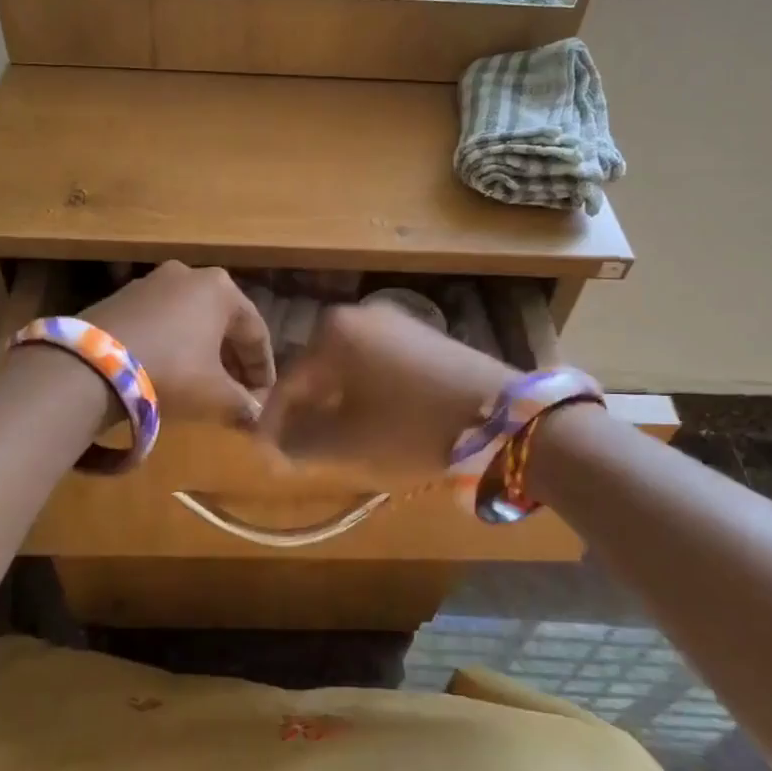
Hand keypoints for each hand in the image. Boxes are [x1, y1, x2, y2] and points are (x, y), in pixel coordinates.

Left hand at [82, 262, 275, 426]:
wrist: (90, 365)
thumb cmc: (171, 371)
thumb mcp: (214, 394)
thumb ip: (242, 405)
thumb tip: (255, 417)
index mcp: (221, 288)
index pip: (255, 332)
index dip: (263, 370)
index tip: (264, 398)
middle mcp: (189, 274)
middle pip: (223, 323)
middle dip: (233, 361)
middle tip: (238, 394)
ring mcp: (151, 281)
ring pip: (191, 321)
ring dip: (203, 353)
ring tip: (205, 385)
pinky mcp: (121, 296)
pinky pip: (161, 322)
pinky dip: (173, 345)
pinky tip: (170, 371)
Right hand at [258, 303, 514, 480]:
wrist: (503, 419)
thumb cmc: (411, 428)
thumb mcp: (348, 444)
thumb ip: (301, 443)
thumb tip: (277, 446)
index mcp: (333, 333)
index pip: (288, 383)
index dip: (273, 424)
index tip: (267, 455)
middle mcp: (361, 315)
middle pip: (318, 371)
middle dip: (305, 410)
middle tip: (298, 448)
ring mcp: (397, 322)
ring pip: (348, 367)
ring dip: (336, 402)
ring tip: (333, 439)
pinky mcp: (425, 336)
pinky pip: (378, 364)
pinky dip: (367, 392)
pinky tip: (373, 419)